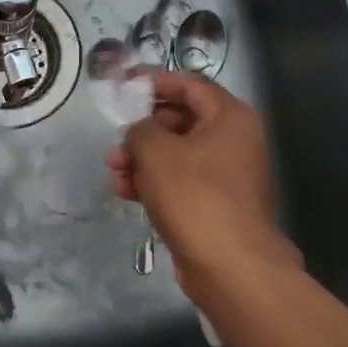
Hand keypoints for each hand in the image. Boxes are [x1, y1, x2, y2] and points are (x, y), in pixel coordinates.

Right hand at [107, 71, 298, 305]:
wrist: (230, 266)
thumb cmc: (195, 195)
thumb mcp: (156, 151)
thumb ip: (141, 129)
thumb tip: (140, 133)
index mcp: (229, 117)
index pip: (190, 84)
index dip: (156, 81)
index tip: (125, 84)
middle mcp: (233, 140)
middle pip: (180, 120)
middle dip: (142, 130)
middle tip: (116, 140)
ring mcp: (226, 174)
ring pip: (176, 153)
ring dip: (142, 159)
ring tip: (114, 171)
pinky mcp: (215, 203)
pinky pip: (180, 181)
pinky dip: (153, 182)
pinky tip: (125, 192)